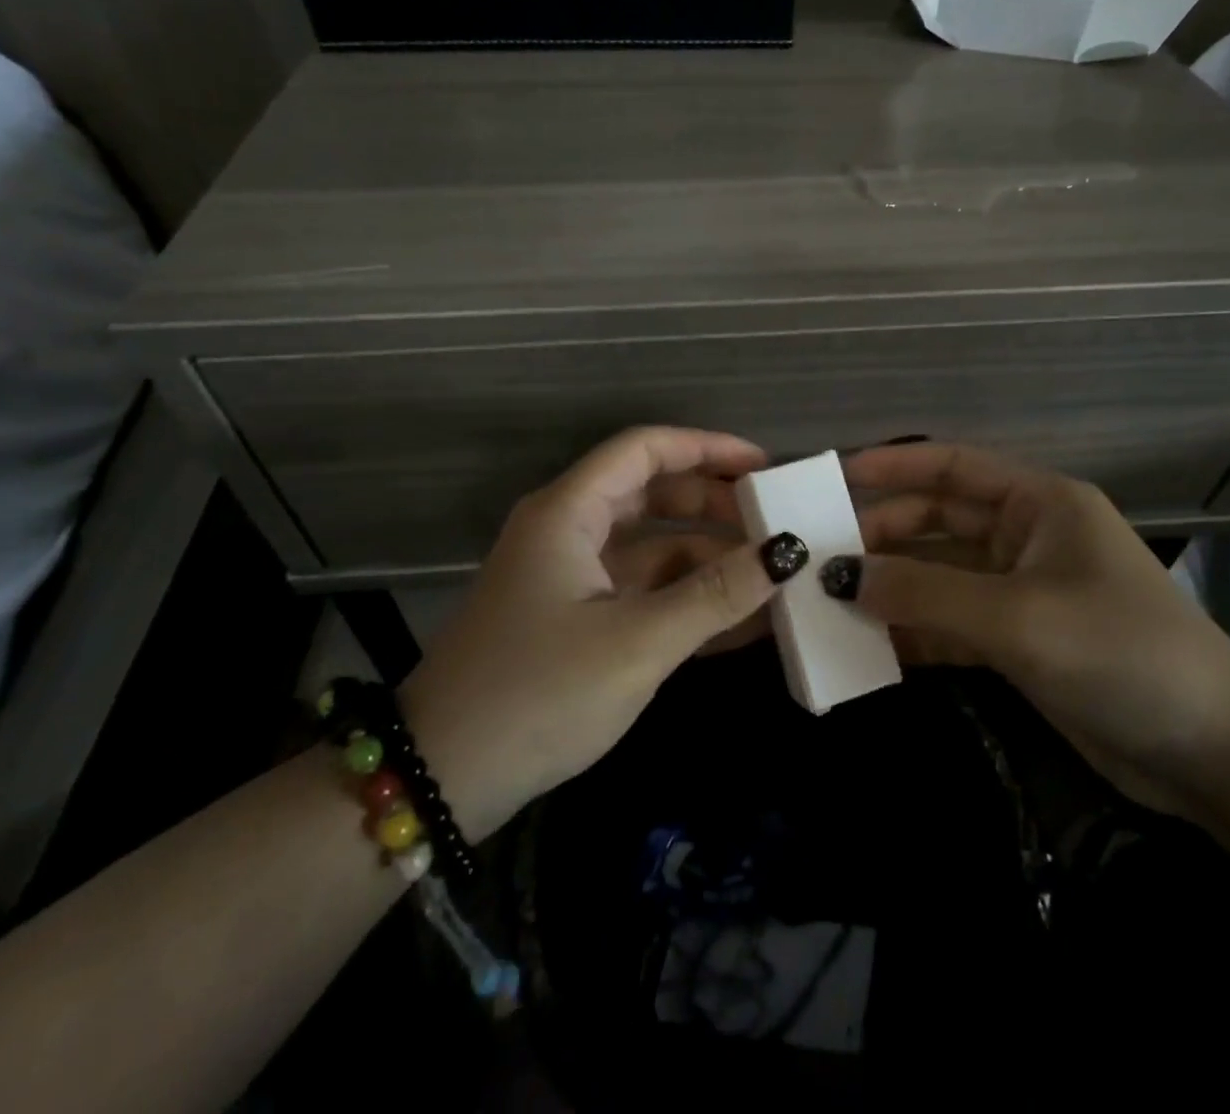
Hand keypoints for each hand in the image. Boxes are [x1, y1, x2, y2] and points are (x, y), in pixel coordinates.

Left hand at [400, 427, 806, 839]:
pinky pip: (643, 594)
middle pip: (652, 495)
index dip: (707, 448)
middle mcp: (568, 532)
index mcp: (569, 512)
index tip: (764, 468)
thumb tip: (787, 551)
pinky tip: (742, 622)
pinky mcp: (576, 621)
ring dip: (709, 562)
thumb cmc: (538, 693)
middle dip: (715, 508)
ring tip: (773, 579)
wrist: (442, 780)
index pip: (644, 450)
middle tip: (776, 526)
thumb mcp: (637, 642)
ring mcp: (571, 579)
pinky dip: (687, 601)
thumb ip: (715, 594)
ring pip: (652, 549)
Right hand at [836, 442, 1229, 816]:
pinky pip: (951, 623)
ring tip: (829, 603)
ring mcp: (1021, 592)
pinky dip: (914, 631)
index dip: (891, 466)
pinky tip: (870, 647)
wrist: (1215, 756)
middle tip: (819, 558)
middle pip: (937, 522)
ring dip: (892, 588)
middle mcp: (1027, 537)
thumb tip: (841, 577)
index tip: (832, 477)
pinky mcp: (1019, 642)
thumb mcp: (1017, 617)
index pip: (952, 466)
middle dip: (882, 536)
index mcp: (1039, 503)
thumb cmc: (1121, 654)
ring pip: (939, 576)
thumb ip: (925, 594)